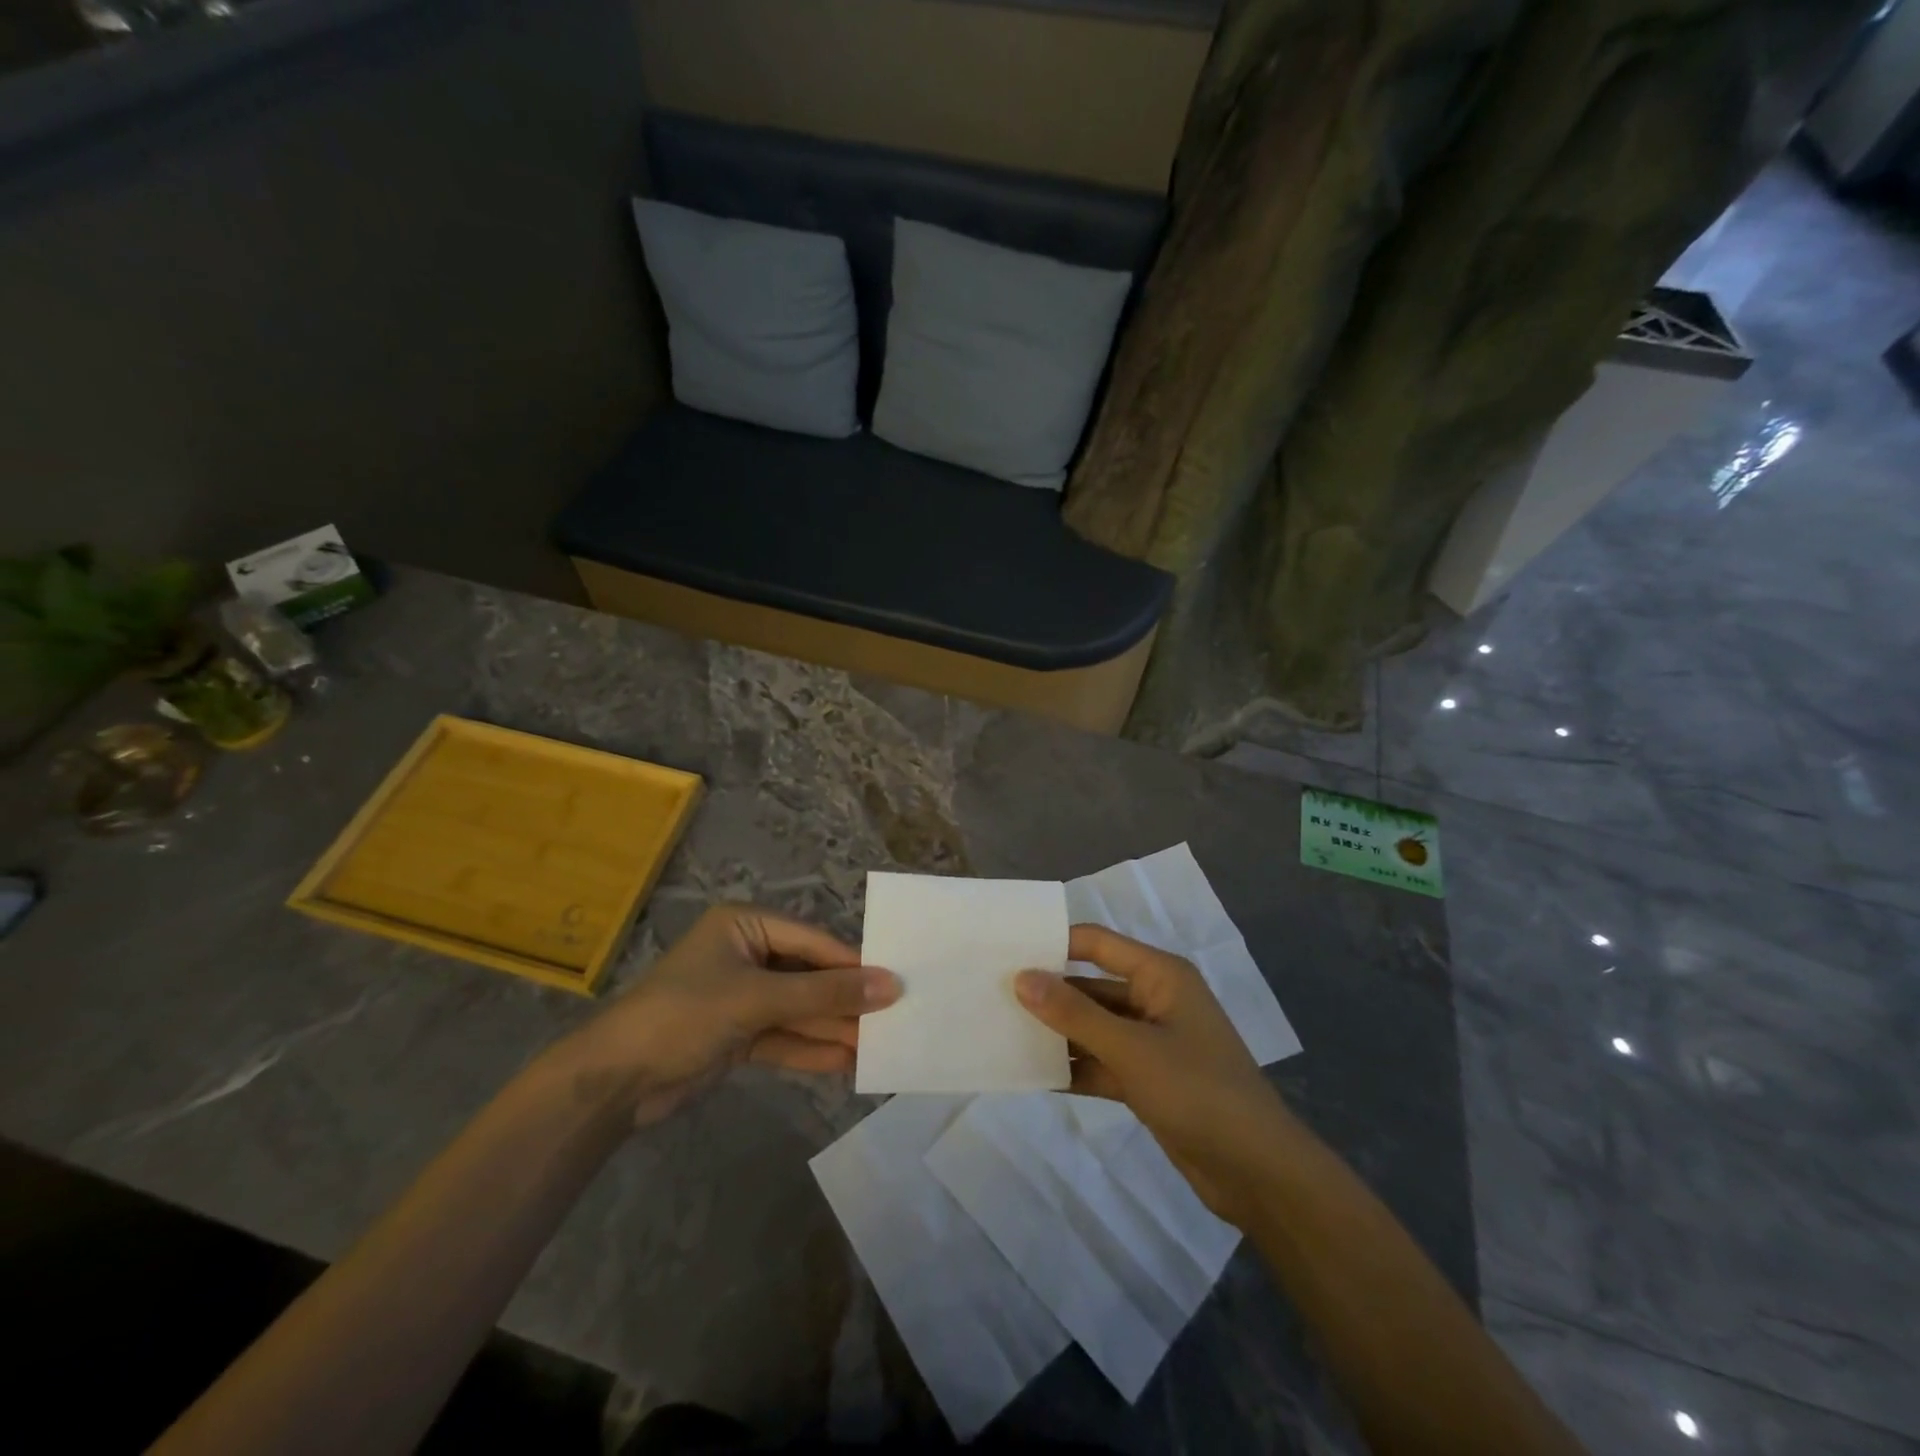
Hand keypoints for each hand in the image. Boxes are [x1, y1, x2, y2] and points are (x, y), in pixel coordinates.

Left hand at [558, 905, 900, 1125]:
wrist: (612, 1082)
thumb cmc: (684, 1015)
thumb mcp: (758, 999)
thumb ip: (824, 995)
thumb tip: (890, 986)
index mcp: (746, 927)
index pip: (812, 942)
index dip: (852, 964)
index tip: (895, 984)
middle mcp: (747, 955)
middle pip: (808, 977)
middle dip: (844, 1002)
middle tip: (893, 1020)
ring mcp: (742, 997)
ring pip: (799, 1011)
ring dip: (832, 1030)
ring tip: (879, 1047)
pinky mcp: (737, 1035)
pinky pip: (783, 1037)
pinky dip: (810, 1050)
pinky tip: (846, 1063)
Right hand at [1015, 924, 1296, 1224]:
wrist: (1258, 1173)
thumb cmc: (1198, 1091)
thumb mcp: (1131, 1049)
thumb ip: (1074, 1013)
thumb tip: (1022, 977)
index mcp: (1160, 975)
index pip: (1096, 943)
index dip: (1053, 944)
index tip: (1005, 952)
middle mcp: (1154, 999)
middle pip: (1091, 985)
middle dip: (1048, 993)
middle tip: (992, 996)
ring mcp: (1151, 1042)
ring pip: (1093, 1027)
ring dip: (1057, 1033)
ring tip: (1002, 1032)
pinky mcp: (1148, 1080)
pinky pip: (1101, 1062)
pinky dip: (1074, 1067)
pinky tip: (1032, 1074)